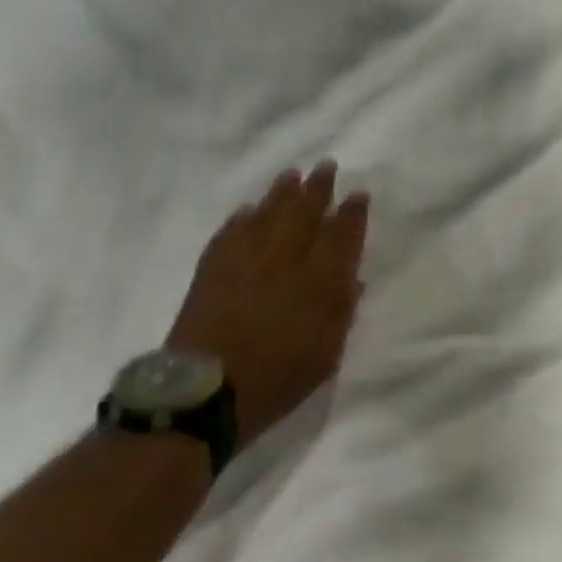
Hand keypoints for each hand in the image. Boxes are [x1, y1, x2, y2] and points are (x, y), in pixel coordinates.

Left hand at [166, 162, 369, 444]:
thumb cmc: (277, 380)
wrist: (204, 395)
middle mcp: (283, 263)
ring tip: (292, 175)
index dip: (351, 214)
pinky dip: (242, 218)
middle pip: (304, 215)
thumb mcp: (325, 355)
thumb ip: (341, 313)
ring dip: (282, 193)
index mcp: (317, 284)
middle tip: (326, 166)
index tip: (358, 194)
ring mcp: (245, 262)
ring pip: (267, 215)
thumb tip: (352, 279)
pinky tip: (248, 210)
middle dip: (317, 189)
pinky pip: (231, 233)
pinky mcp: (212, 269)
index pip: (340, 237)